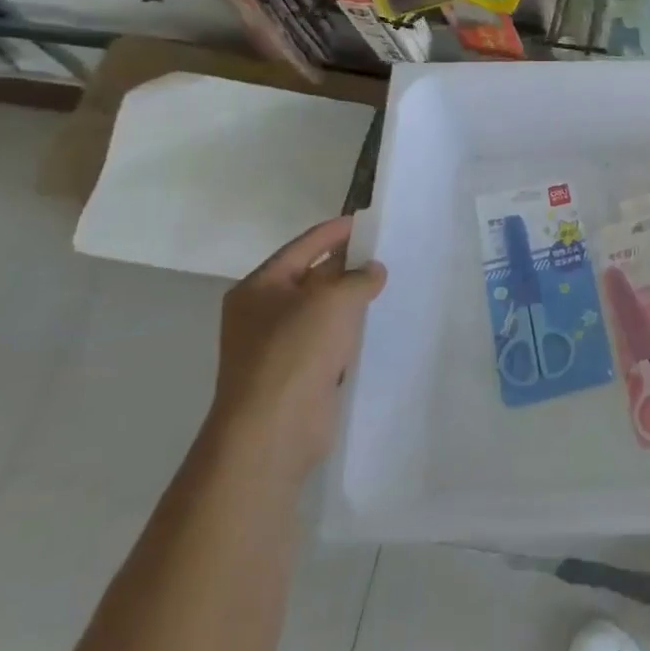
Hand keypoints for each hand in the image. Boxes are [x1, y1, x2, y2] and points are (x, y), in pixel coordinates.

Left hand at [209, 217, 386, 479]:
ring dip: (352, 300)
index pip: (302, 247)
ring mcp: (278, 346)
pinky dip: (351, 332)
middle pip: (311, 277)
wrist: (274, 428)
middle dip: (347, 266)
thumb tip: (372, 271)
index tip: (367, 222)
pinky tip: (377, 326)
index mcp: (259, 288)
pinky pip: (329, 341)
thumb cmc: (296, 350)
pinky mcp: (298, 374)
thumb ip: (359, 277)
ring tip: (389, 286)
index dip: (335, 232)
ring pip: (323, 312)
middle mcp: (263, 313)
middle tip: (386, 252)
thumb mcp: (333, 299)